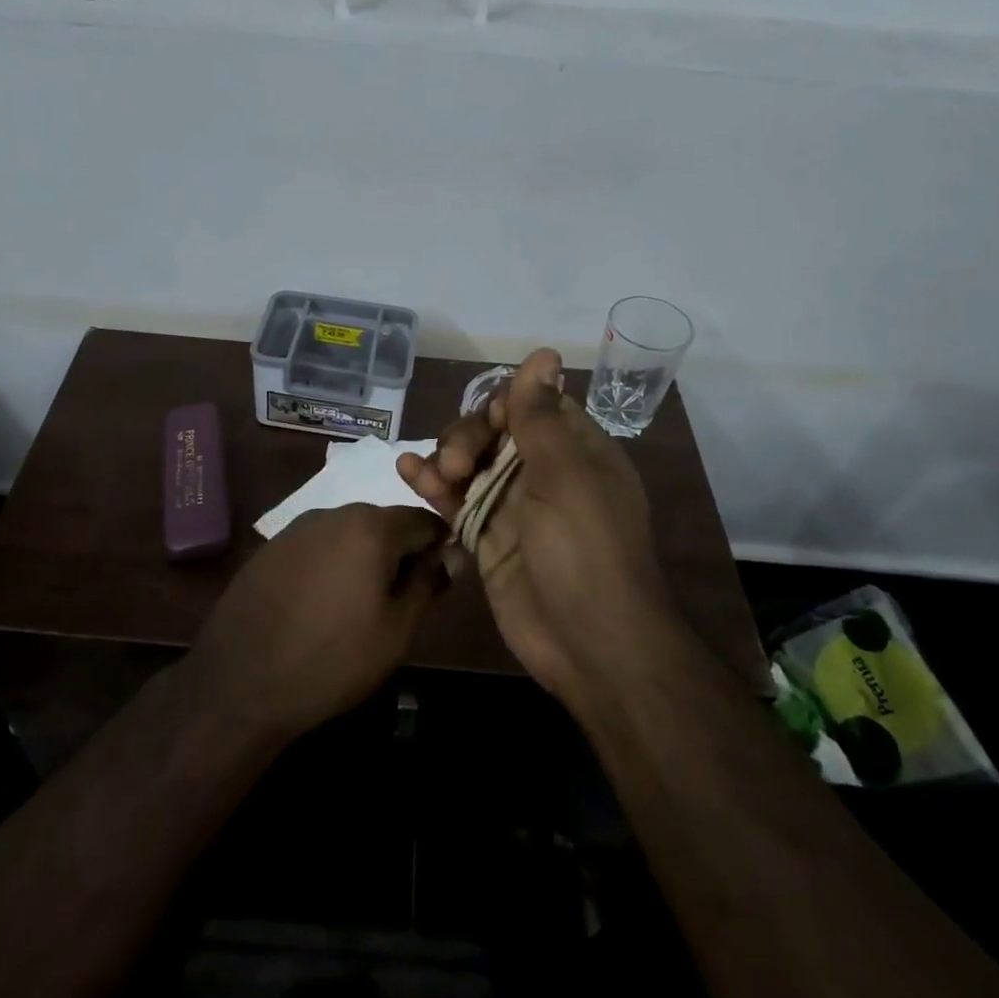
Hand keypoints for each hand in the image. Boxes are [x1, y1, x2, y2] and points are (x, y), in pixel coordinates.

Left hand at [186, 504, 447, 741]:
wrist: (240, 681)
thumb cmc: (332, 659)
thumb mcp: (396, 631)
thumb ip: (426, 584)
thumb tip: (447, 557)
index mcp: (370, 526)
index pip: (423, 520)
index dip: (440, 547)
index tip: (440, 580)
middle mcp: (333, 513)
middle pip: (384, 523)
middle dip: (400, 553)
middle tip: (401, 600)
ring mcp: (296, 528)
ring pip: (348, 533)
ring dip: (364, 558)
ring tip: (360, 605)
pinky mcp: (271, 547)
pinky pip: (317, 546)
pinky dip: (331, 564)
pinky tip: (322, 604)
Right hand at [398, 350, 767, 711]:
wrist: (590, 645)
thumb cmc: (585, 550)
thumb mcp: (564, 475)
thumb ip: (540, 416)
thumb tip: (543, 353)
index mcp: (575, 451)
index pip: (533, 406)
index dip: (505, 405)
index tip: (491, 420)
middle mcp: (544, 472)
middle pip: (493, 432)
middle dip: (468, 438)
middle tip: (456, 464)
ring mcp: (512, 506)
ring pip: (469, 464)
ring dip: (444, 459)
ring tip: (428, 474)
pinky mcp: (487, 537)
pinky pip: (456, 501)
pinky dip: (432, 487)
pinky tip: (408, 474)